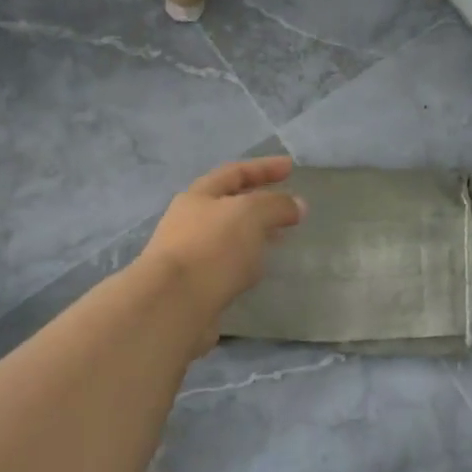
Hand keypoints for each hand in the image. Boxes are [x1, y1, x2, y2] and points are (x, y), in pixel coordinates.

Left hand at [139, 157, 306, 342]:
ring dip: (255, 235)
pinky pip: (228, 266)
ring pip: (230, 237)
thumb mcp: (251, 214)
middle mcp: (189, 222)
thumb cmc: (212, 247)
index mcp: (198, 197)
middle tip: (289, 208)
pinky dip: (247, 262)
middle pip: (229, 205)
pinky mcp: (195, 285)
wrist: (173, 304)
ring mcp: (190, 255)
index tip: (290, 167)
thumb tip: (298, 205)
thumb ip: (277, 205)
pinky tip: (259, 271)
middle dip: (260, 203)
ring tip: (280, 240)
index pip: (234, 173)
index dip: (263, 168)